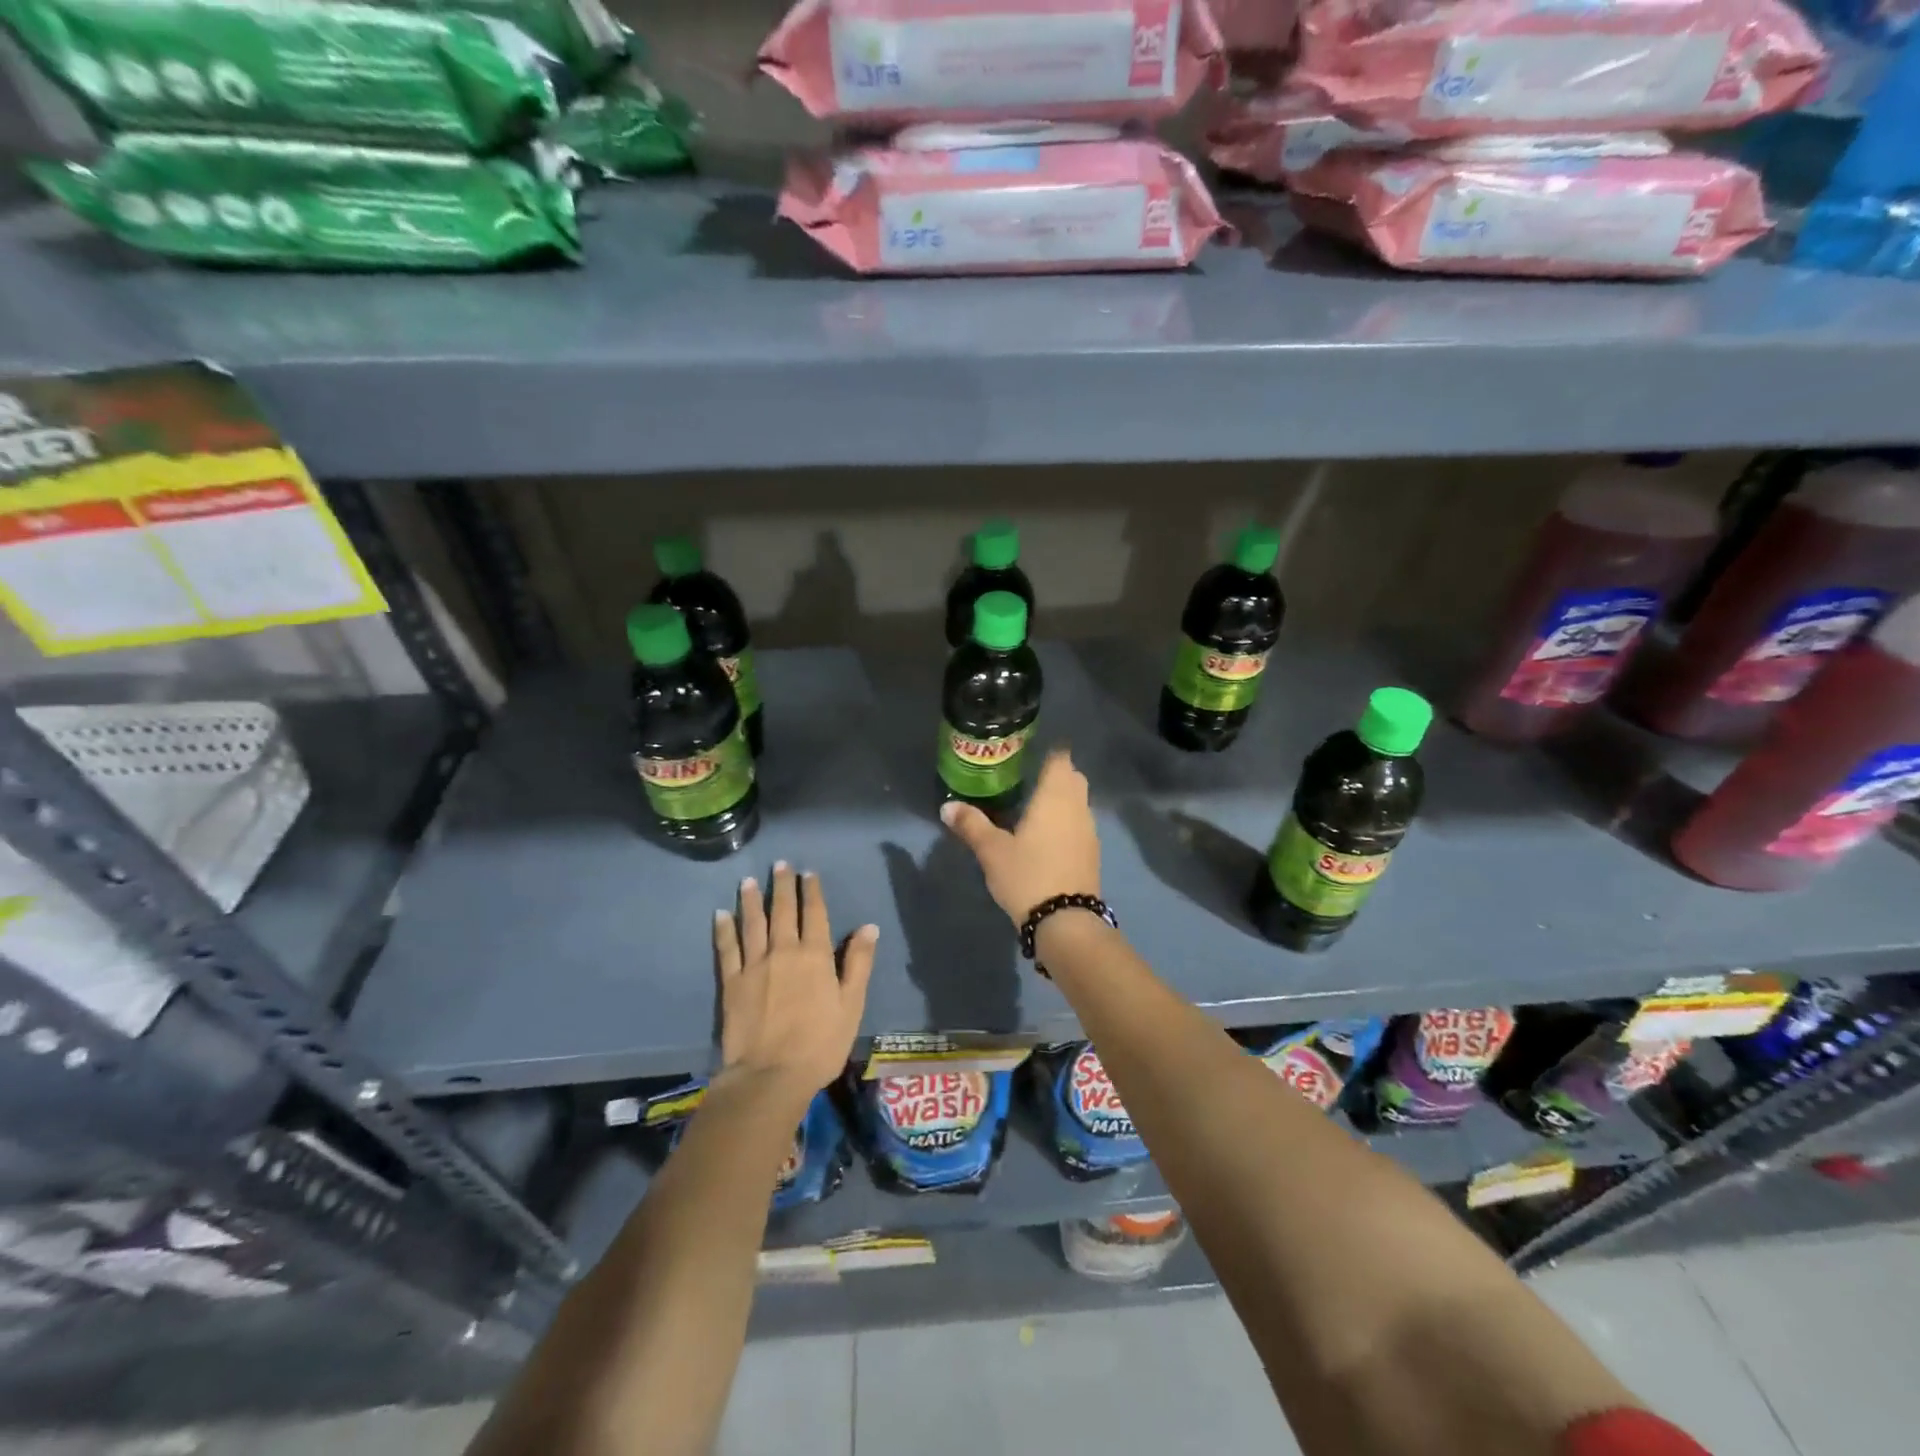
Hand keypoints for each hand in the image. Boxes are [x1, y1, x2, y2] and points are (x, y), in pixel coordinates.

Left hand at [715, 863, 876, 1107]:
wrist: (770, 1075)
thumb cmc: (820, 1043)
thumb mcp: (851, 1005)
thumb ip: (859, 963)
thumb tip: (868, 927)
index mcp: (816, 955)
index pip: (815, 914)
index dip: (812, 891)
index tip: (807, 872)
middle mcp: (784, 951)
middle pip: (783, 911)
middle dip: (782, 886)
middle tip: (779, 864)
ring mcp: (755, 966)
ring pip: (753, 923)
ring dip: (751, 900)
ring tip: (748, 880)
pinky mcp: (731, 983)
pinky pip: (727, 949)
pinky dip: (724, 929)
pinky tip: (721, 914)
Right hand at [939, 748, 1100, 925]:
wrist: (1066, 921)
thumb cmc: (1027, 875)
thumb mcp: (992, 850)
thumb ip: (971, 825)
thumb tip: (947, 806)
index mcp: (1055, 797)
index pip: (1061, 760)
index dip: (1049, 753)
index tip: (1030, 755)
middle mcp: (1077, 807)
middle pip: (1073, 778)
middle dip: (1056, 775)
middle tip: (1028, 780)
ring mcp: (1089, 831)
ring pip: (1079, 802)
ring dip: (1063, 799)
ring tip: (1034, 808)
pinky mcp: (1092, 853)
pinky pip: (1080, 824)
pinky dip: (1067, 822)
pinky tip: (1047, 837)